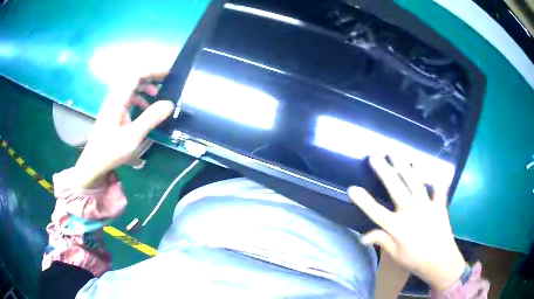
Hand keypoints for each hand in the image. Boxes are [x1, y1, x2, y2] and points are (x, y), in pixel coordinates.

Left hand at [74, 72, 173, 187]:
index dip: (153, 70)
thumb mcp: (132, 137)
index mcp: (117, 100)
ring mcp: (113, 104)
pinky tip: (146, 108)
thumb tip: (169, 103)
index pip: (136, 75)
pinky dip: (140, 98)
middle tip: (167, 81)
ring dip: (146, 87)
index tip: (168, 73)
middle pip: (133, 78)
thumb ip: (150, 119)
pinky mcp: (113, 112)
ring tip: (159, 94)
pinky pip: (128, 98)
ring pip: (131, 87)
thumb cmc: (110, 151)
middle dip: (151, 76)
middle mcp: (115, 98)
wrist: (93, 164)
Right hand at [348, 156, 465, 289]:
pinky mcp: (439, 206)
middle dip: (384, 172)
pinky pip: (438, 190)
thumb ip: (382, 241)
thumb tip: (363, 237)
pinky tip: (434, 174)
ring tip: (396, 155)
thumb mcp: (396, 255)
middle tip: (374, 157)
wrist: (441, 262)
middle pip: (395, 189)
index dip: (363, 200)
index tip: (352, 188)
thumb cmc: (416, 261)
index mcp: (398, 228)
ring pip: (414, 183)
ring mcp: (427, 207)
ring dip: (404, 168)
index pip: (376, 212)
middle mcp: (411, 213)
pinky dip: (437, 181)